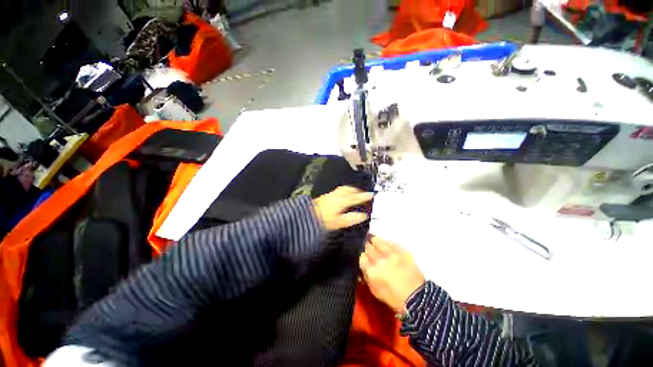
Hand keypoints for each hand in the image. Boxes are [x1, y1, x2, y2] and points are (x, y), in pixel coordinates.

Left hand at [312, 186, 373, 230]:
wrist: (307, 215)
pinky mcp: (326, 195)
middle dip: (358, 191)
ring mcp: (331, 194)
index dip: (364, 196)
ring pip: (344, 189)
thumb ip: (352, 218)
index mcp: (342, 201)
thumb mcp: (339, 222)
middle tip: (364, 193)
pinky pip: (339, 190)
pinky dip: (345, 190)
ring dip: (351, 189)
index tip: (372, 194)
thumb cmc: (324, 220)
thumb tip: (364, 215)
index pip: (356, 197)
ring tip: (356, 192)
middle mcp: (337, 195)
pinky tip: (344, 194)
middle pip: (350, 190)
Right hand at [359, 236, 424, 311]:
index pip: (361, 256)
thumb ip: (365, 275)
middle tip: (366, 246)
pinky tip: (383, 242)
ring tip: (372, 239)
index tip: (363, 256)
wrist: (416, 297)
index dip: (361, 255)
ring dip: (373, 240)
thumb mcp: (374, 290)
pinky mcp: (401, 250)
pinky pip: (389, 242)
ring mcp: (391, 253)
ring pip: (377, 240)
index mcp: (372, 271)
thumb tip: (362, 264)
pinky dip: (384, 241)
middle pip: (368, 247)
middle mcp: (379, 260)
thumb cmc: (393, 297)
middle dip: (366, 246)